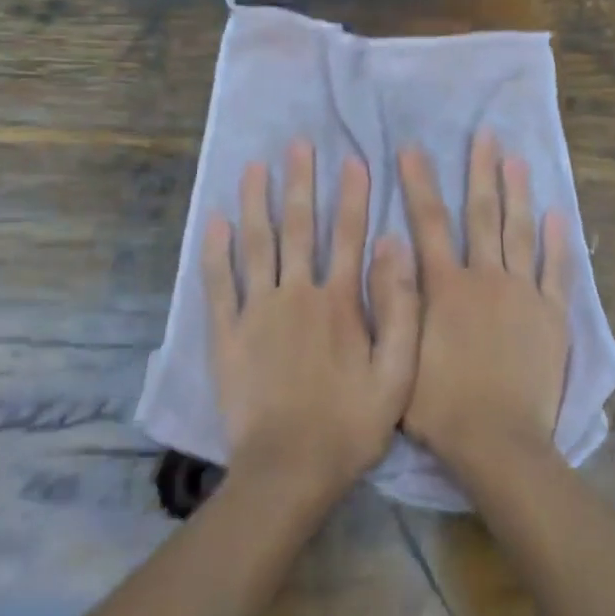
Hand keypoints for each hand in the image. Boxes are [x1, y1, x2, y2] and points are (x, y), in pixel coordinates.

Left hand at [204, 138, 419, 505]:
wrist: (288, 471)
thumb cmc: (349, 425)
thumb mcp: (397, 374)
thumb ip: (400, 307)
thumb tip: (395, 247)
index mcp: (339, 302)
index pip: (349, 236)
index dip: (353, 196)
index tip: (353, 159)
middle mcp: (296, 295)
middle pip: (298, 228)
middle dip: (299, 183)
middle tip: (298, 144)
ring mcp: (256, 312)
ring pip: (256, 245)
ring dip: (256, 202)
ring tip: (255, 166)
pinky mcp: (226, 335)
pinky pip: (218, 284)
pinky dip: (215, 251)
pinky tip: (214, 221)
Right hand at [398, 130, 571, 475]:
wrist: (498, 442)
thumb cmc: (440, 406)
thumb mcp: (399, 354)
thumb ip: (394, 301)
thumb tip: (388, 249)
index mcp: (445, 286)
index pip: (429, 222)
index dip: (419, 183)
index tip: (413, 149)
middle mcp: (485, 277)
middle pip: (482, 214)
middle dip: (481, 172)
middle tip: (485, 135)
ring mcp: (523, 293)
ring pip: (520, 232)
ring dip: (518, 193)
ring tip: (518, 159)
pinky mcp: (552, 314)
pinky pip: (557, 270)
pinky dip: (558, 242)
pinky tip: (558, 215)